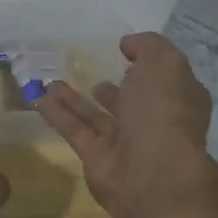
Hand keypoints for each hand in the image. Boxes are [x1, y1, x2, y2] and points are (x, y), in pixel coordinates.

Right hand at [35, 33, 215, 217]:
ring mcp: (126, 144)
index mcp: (179, 100)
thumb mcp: (164, 63)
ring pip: (97, 117)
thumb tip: (129, 44)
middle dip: (116, 88)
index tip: (126, 51)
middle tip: (94, 73)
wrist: (153, 173)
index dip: (149, 65)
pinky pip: (76, 131)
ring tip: (52, 81)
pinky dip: (58, 114)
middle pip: (133, 102)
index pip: (166, 80)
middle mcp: (155, 123)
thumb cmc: (164, 111)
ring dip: (76, 99)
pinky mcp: (98, 159)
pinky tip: (38, 98)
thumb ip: (147, 46)